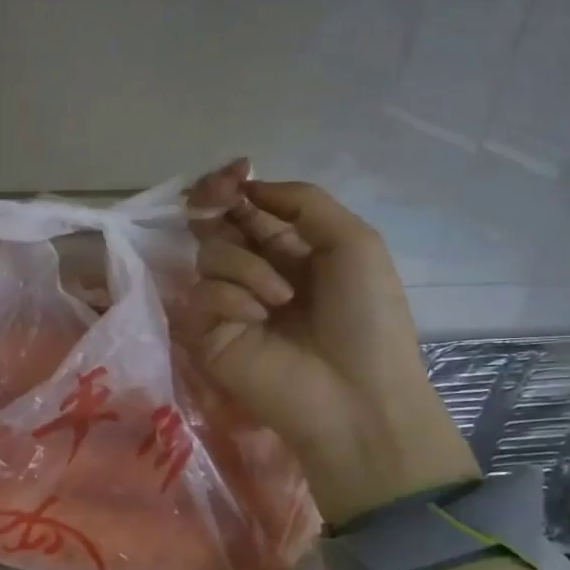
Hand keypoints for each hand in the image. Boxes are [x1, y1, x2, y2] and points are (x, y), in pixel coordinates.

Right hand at [184, 161, 478, 525]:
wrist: (356, 395)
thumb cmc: (367, 318)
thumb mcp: (355, 243)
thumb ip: (302, 203)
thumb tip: (248, 186)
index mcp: (292, 249)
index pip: (248, 208)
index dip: (234, 186)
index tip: (232, 174)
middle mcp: (255, 271)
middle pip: (216, 224)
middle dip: (217, 205)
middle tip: (221, 199)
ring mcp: (229, 303)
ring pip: (209, 255)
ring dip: (245, 267)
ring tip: (279, 300)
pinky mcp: (207, 333)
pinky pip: (202, 294)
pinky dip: (230, 299)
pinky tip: (256, 320)